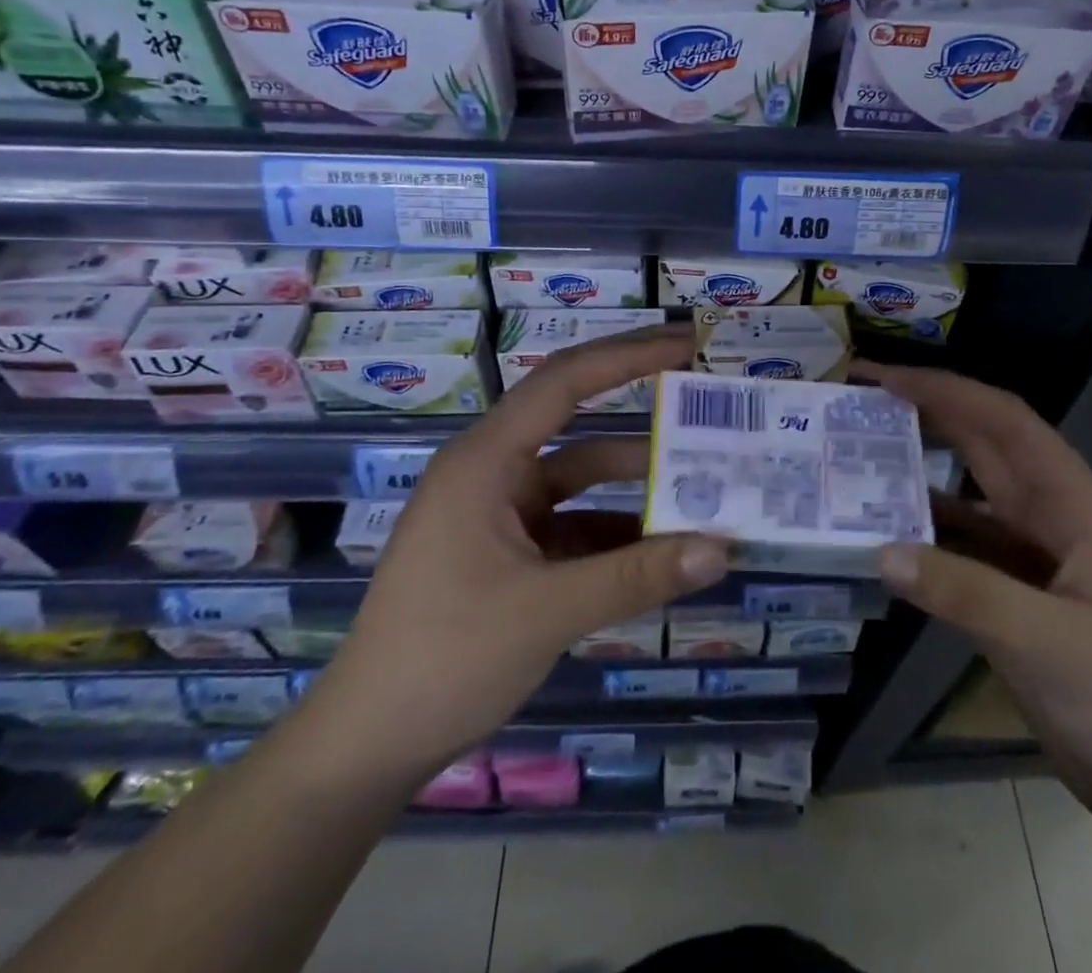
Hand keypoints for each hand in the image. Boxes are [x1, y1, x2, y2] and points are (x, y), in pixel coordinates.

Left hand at [312, 327, 728, 781]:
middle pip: (577, 417)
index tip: (688, 344)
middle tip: (705, 391)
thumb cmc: (444, 659)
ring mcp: (503, 512)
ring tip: (707, 481)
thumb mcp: (547, 613)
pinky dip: (621, 531)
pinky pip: (579, 523)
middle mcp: (495, 471)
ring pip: (584, 477)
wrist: (369, 746)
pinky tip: (667, 548)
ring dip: (640, 481)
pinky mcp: (512, 551)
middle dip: (641, 404)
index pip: (565, 381)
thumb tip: (723, 549)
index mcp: (486, 459)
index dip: (629, 355)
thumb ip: (637, 577)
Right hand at [858, 362, 1091, 839]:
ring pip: (972, 497)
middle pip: (984, 447)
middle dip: (927, 415)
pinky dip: (929, 534)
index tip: (886, 378)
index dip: (946, 390)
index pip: (1004, 423)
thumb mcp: (1047, 642)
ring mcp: (1038, 559)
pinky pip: (966, 547)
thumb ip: (963, 592)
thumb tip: (881, 550)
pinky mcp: (1022, 598)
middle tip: (861, 402)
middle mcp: (1054, 518)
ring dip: (923, 473)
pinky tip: (888, 534)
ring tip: (861, 458)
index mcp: (1074, 505)